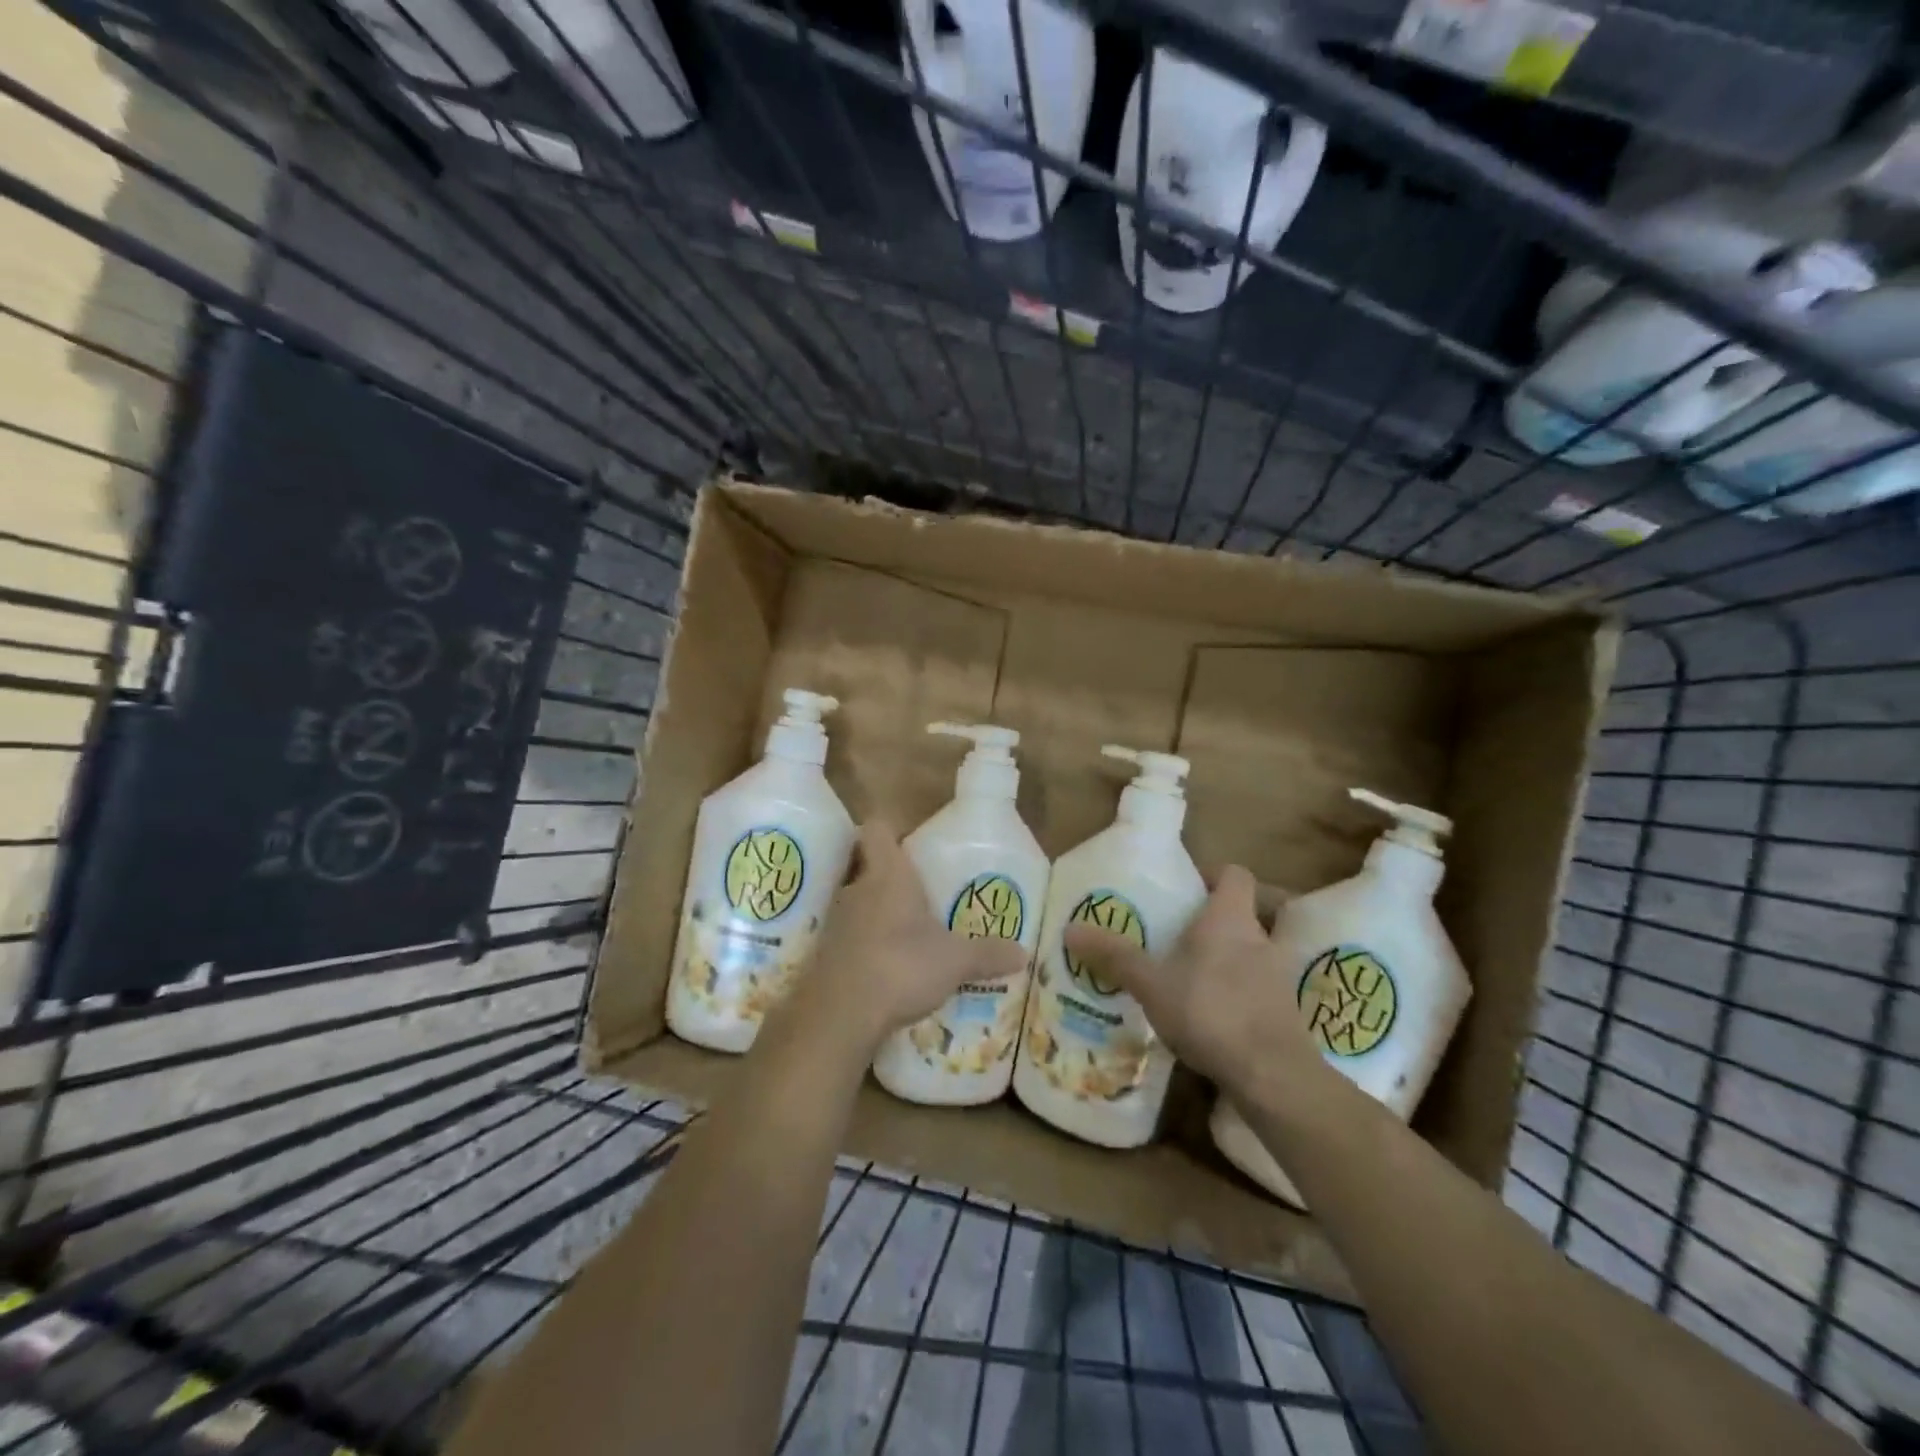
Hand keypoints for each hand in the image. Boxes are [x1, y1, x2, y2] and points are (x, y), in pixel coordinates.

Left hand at [791, 820, 1026, 1056]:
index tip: (910, 843)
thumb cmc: (901, 966)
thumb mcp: (955, 961)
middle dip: (892, 878)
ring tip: (908, 933)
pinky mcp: (827, 954)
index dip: (890, 830)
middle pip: (868, 866)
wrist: (840, 1014)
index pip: (877, 829)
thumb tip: (1023, 953)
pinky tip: (888, 967)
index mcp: (888, 875)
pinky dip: (866, 945)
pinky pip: (850, 937)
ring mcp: (837, 922)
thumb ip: (987, 954)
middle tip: (920, 895)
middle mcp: (857, 889)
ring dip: (878, 913)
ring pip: (859, 903)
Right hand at [1062, 865, 1325, 1103]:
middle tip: (1182, 937)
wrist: (1273, 1076)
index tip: (1187, 888)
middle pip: (1244, 915)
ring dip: (1230, 961)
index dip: (1213, 875)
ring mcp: (1279, 978)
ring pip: (1253, 954)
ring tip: (1194, 979)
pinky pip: (1260, 991)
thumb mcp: (1152, 984)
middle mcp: (1261, 939)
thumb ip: (1115, 956)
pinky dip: (1241, 996)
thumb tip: (1071, 929)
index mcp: (1230, 918)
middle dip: (1216, 923)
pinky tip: (1215, 1018)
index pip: (1235, 874)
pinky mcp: (1286, 1014)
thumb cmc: (1210, 1011)